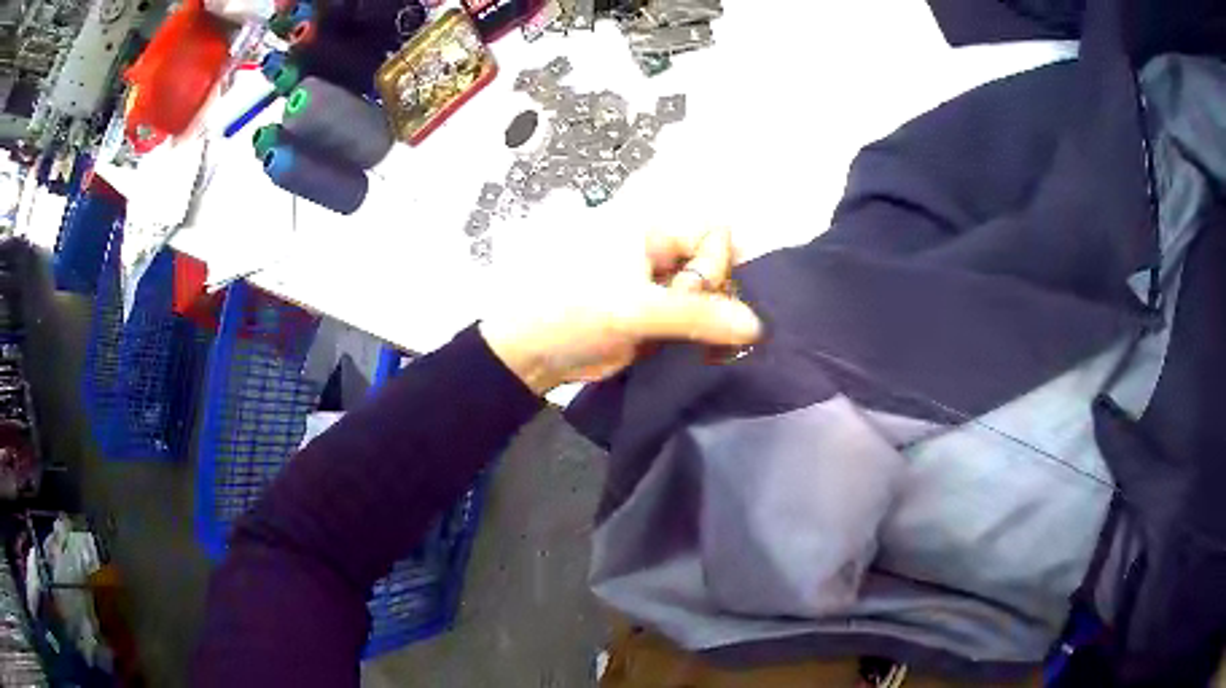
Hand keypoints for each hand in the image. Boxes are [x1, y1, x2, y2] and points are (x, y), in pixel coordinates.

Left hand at [479, 226, 761, 394]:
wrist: (530, 354)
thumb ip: (697, 316)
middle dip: (718, 298)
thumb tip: (757, 326)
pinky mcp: (657, 317)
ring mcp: (659, 287)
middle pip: (715, 266)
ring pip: (708, 297)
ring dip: (714, 323)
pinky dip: (702, 338)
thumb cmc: (573, 314)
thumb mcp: (635, 310)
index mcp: (652, 232)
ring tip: (712, 349)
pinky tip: (705, 355)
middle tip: (705, 330)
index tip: (695, 296)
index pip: (713, 235)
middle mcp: (661, 253)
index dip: (715, 266)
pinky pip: (694, 321)